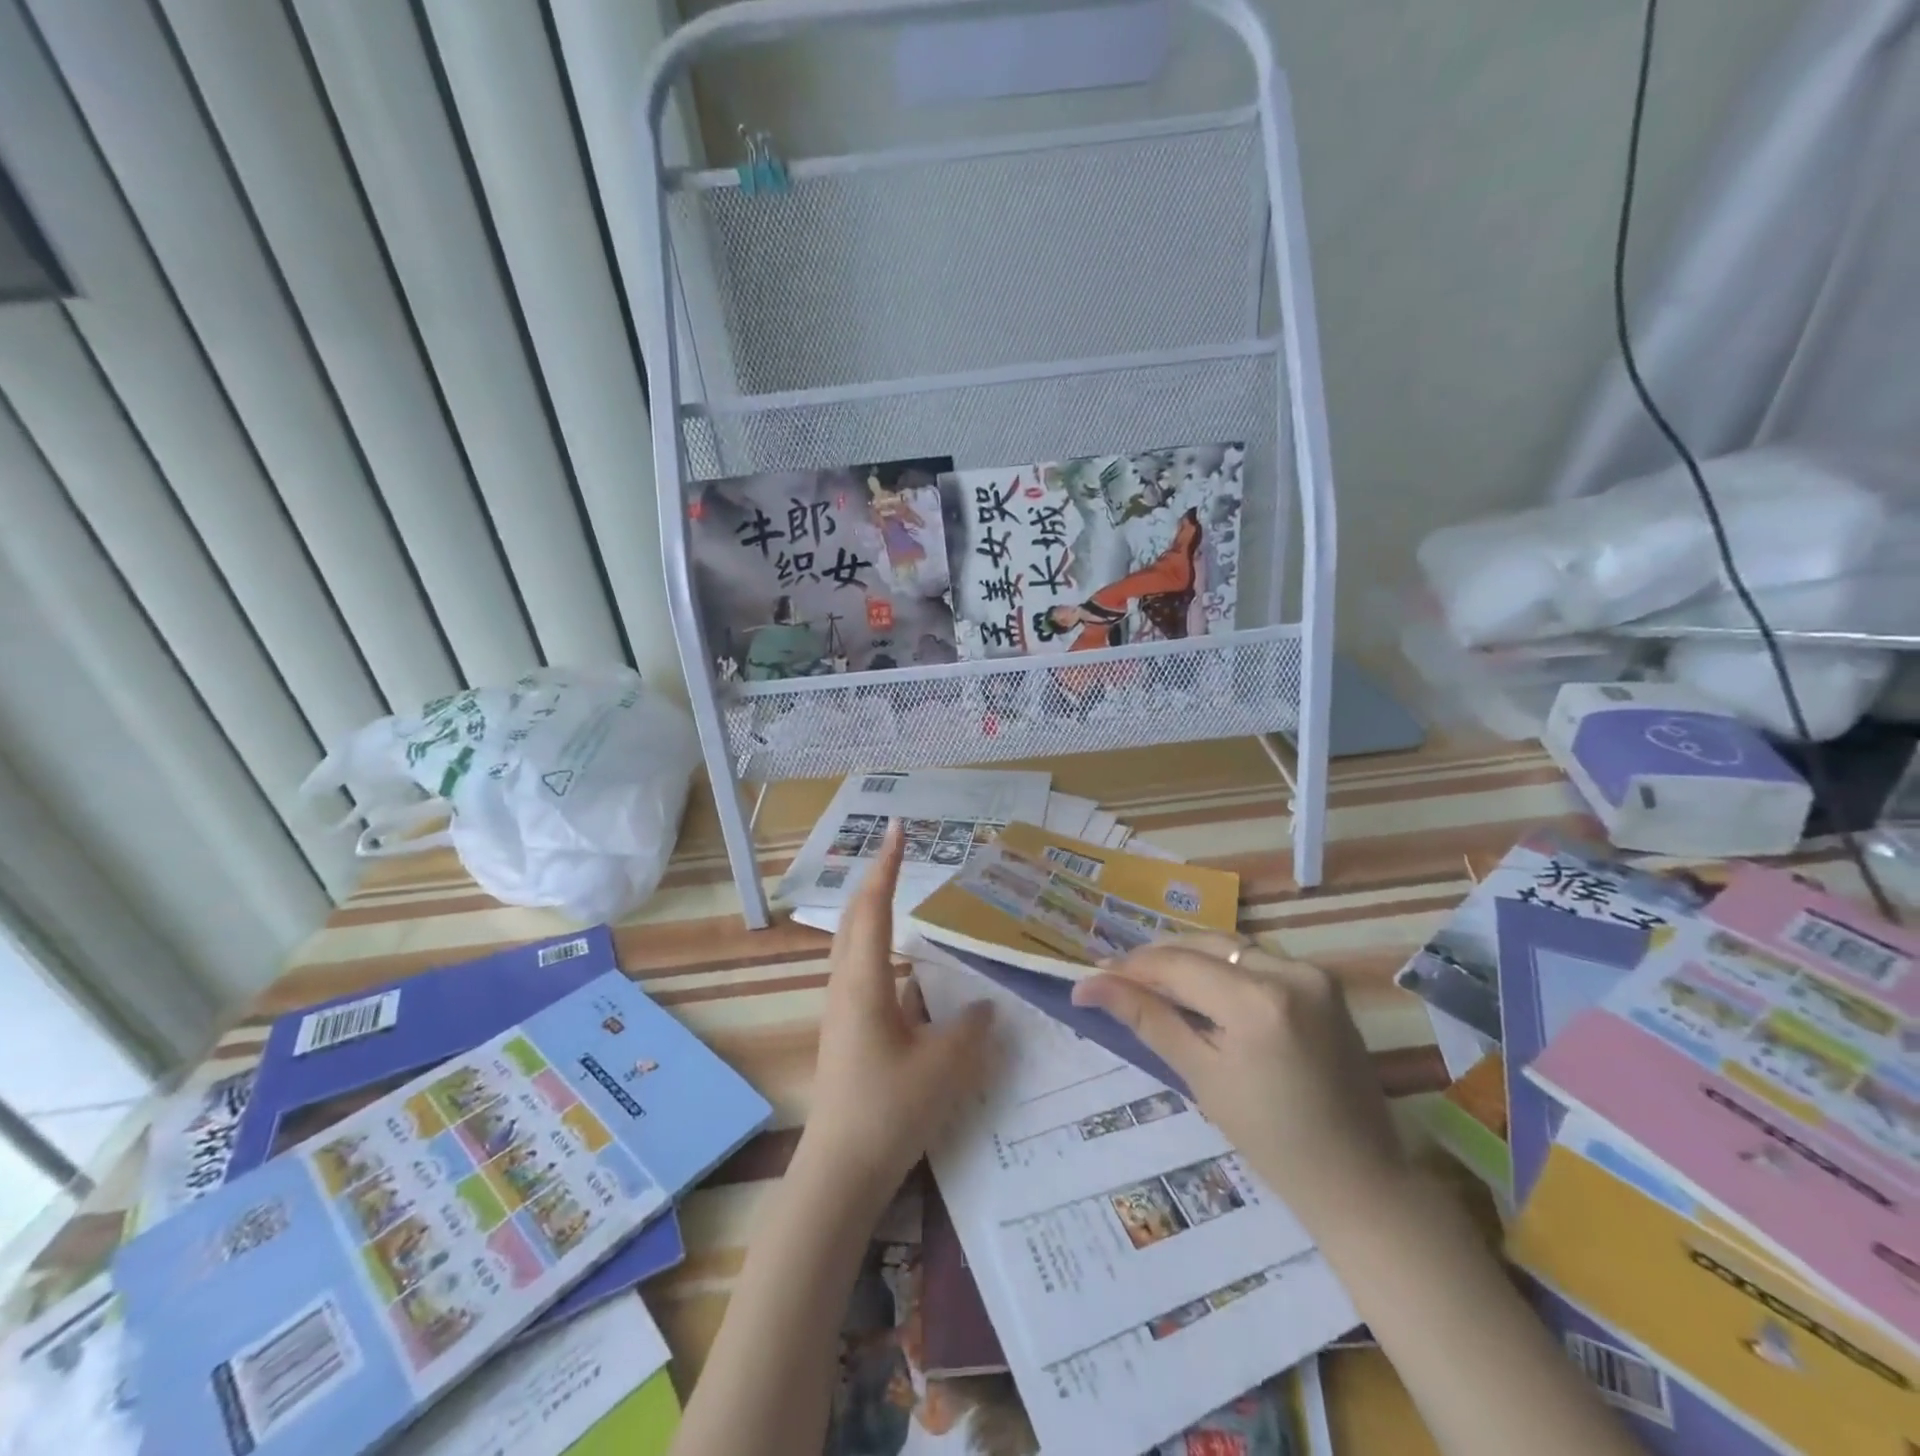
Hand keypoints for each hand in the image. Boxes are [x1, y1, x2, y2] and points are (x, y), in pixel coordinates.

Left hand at [796, 821, 994, 1212]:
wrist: (840, 1171)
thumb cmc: (890, 1108)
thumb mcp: (945, 1065)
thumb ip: (972, 1027)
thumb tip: (983, 1006)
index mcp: (864, 981)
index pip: (874, 906)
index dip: (887, 865)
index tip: (897, 828)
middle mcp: (846, 986)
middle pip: (857, 918)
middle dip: (877, 880)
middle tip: (900, 853)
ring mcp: (843, 1010)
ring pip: (858, 947)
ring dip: (878, 916)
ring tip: (906, 901)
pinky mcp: (848, 1032)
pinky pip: (867, 975)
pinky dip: (886, 955)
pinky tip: (914, 976)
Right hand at [1070, 933, 1408, 1234]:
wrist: (1359, 1178)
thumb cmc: (1272, 1141)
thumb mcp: (1201, 1078)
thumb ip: (1147, 1019)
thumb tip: (1088, 987)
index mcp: (1258, 1002)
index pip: (1178, 965)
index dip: (1130, 968)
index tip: (1092, 976)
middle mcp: (1290, 971)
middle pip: (1204, 945)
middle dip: (1157, 958)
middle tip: (1115, 976)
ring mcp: (1314, 973)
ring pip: (1231, 948)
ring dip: (1189, 958)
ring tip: (1151, 980)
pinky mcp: (1324, 983)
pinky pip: (1259, 960)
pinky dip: (1224, 968)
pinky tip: (1201, 987)